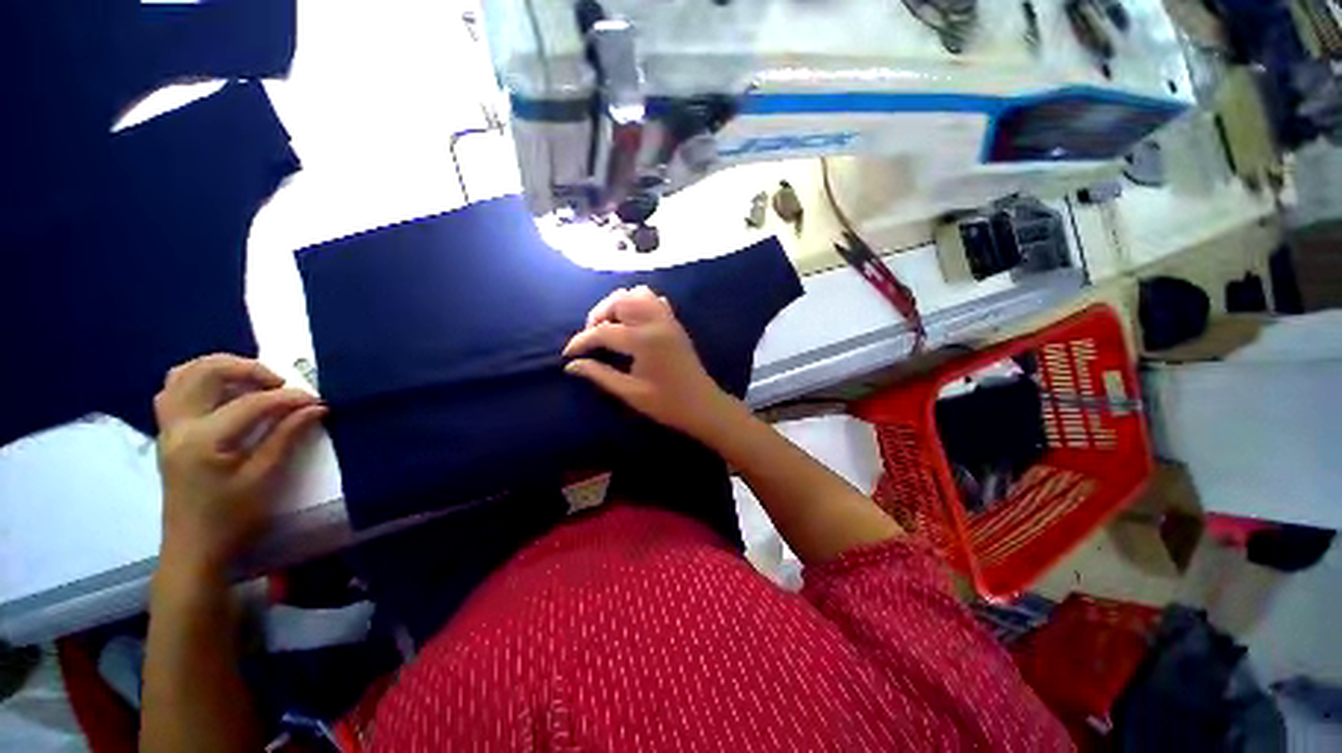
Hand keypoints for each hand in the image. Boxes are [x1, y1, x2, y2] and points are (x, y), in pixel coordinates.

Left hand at [153, 354, 325, 581]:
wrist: (193, 548)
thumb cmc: (232, 518)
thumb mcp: (264, 479)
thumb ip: (286, 437)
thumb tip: (316, 408)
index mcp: (203, 441)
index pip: (251, 403)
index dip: (288, 398)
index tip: (317, 400)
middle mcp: (179, 425)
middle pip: (206, 372)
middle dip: (248, 368)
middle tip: (280, 383)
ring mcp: (168, 427)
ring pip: (184, 374)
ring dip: (220, 368)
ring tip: (252, 381)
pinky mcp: (168, 432)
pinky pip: (175, 390)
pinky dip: (200, 380)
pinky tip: (224, 393)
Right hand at [563, 286, 743, 443]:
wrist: (703, 405)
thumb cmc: (667, 404)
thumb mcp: (630, 392)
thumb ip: (599, 375)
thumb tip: (571, 365)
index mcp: (644, 340)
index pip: (603, 331)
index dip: (581, 341)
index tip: (568, 354)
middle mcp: (656, 322)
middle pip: (619, 301)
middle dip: (599, 315)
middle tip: (591, 338)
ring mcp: (668, 319)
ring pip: (637, 294)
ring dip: (618, 305)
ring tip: (610, 326)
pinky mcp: (675, 323)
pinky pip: (654, 300)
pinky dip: (638, 303)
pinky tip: (632, 322)